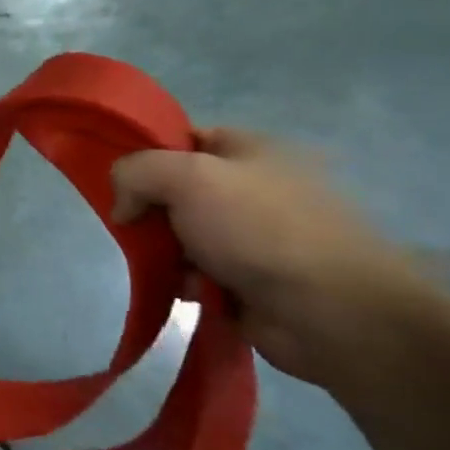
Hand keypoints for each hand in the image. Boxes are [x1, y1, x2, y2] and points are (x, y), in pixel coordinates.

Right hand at [110, 129, 430, 392]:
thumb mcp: (186, 177)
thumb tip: (124, 206)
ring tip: (161, 266)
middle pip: (177, 190)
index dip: (148, 153)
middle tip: (131, 225)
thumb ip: (137, 172)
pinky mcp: (252, 281)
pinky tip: (189, 292)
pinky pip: (198, 274)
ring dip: (164, 252)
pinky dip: (186, 283)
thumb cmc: (259, 229)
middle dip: (150, 210)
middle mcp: (254, 188)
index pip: (185, 137)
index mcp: (252, 150)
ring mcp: (255, 237)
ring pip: (182, 235)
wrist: (330, 312)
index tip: (119, 177)